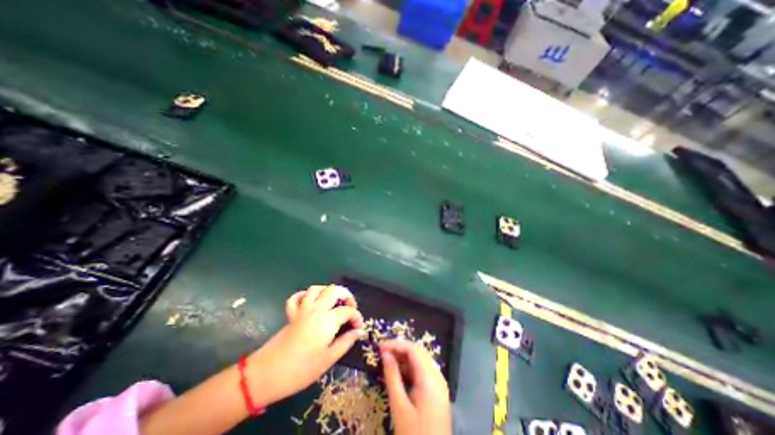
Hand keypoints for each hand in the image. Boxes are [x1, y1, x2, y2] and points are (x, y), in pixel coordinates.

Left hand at [246, 285, 365, 403]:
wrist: (266, 375)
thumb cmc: (300, 370)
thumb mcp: (328, 359)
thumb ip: (346, 342)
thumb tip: (359, 332)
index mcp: (328, 320)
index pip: (348, 310)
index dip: (357, 317)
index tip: (358, 328)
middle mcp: (316, 309)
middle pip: (334, 290)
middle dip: (346, 295)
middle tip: (350, 308)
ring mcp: (302, 310)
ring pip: (316, 289)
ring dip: (327, 292)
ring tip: (333, 302)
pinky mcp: (291, 314)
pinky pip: (297, 297)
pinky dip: (305, 296)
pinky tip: (310, 303)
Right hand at [381, 340, 452, 434]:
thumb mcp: (399, 407)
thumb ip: (392, 376)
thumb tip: (385, 353)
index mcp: (430, 379)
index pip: (413, 349)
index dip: (396, 344)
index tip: (380, 347)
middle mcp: (437, 376)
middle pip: (418, 352)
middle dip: (400, 348)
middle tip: (382, 352)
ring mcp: (439, 383)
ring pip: (421, 360)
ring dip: (404, 357)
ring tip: (387, 360)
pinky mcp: (437, 391)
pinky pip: (423, 371)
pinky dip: (410, 368)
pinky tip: (398, 373)